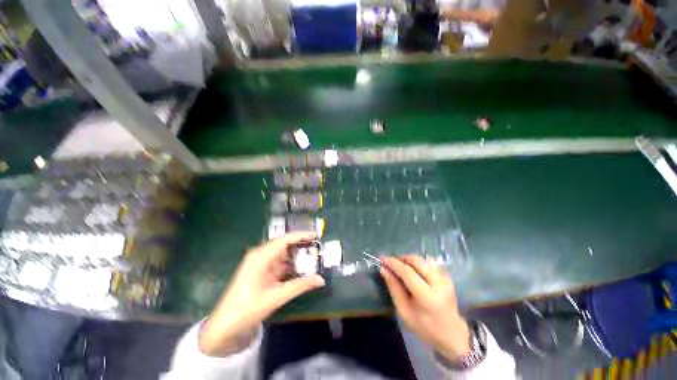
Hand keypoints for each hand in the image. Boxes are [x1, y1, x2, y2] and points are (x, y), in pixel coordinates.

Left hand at [199, 232, 324, 355]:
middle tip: (316, 246)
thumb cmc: (248, 308)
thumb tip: (321, 280)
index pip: (285, 239)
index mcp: (261, 256)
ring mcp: (258, 262)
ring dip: (295, 254)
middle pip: (284, 244)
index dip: (301, 235)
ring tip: (311, 255)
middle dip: (300, 244)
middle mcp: (260, 254)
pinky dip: (288, 263)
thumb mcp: (277, 296)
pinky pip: (277, 261)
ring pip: (281, 252)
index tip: (316, 235)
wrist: (225, 324)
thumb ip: (300, 286)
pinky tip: (298, 267)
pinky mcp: (259, 269)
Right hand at [380, 255, 470, 361]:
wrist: (452, 334)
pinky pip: (428, 264)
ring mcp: (445, 279)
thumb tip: (383, 269)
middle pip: (416, 261)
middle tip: (391, 263)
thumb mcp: (404, 311)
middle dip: (401, 258)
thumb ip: (394, 288)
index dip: (393, 263)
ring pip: (422, 260)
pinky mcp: (447, 277)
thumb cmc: (425, 327)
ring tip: (400, 267)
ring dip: (408, 260)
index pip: (408, 272)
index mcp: (428, 297)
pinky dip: (417, 264)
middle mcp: (439, 284)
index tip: (382, 259)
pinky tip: (412, 273)